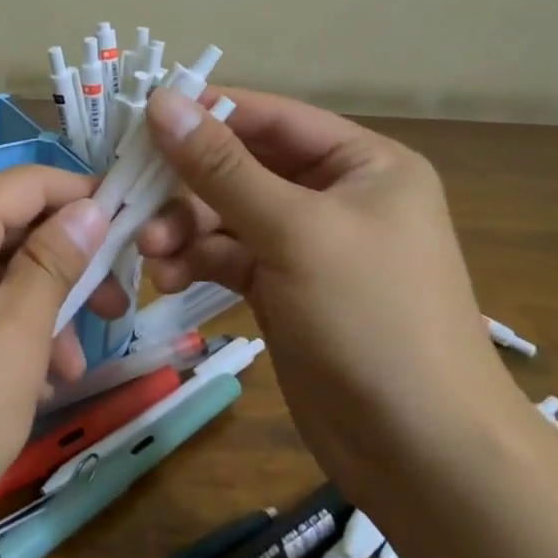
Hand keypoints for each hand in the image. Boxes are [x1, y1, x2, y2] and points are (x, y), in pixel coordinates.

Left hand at [0, 167, 113, 556]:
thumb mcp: (15, 337)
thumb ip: (55, 263)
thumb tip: (92, 206)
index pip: (35, 182)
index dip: (90, 201)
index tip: (139, 237)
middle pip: (16, 226)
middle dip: (70, 268)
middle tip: (117, 313)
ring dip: (42, 310)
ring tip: (70, 371)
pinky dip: (6, 333)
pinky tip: (31, 386)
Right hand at [135, 86, 524, 485]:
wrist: (422, 456)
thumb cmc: (371, 319)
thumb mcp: (294, 231)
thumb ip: (221, 167)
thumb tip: (161, 101)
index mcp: (362, 163)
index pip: (272, 117)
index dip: (208, 112)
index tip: (141, 116)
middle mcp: (335, 194)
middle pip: (243, 166)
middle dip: (188, 184)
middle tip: (134, 197)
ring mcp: (308, 244)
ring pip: (228, 214)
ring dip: (185, 227)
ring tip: (151, 252)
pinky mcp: (284, 288)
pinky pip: (229, 256)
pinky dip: (197, 261)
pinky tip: (167, 279)